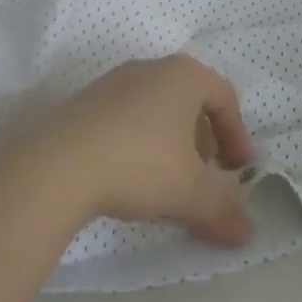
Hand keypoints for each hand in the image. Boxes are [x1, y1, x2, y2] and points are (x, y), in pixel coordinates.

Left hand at [40, 54, 254, 245]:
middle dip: (202, 142)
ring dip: (170, 144)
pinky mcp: (83, 102)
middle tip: (203, 177)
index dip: (237, 136)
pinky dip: (138, 143)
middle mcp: (152, 68)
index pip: (225, 98)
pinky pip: (125, 118)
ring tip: (165, 183)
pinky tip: (127, 178)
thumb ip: (222, 210)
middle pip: (190, 102)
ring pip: (157, 110)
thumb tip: (247, 234)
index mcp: (185, 74)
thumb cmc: (139, 164)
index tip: (237, 170)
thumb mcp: (189, 192)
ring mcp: (114, 82)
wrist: (54, 168)